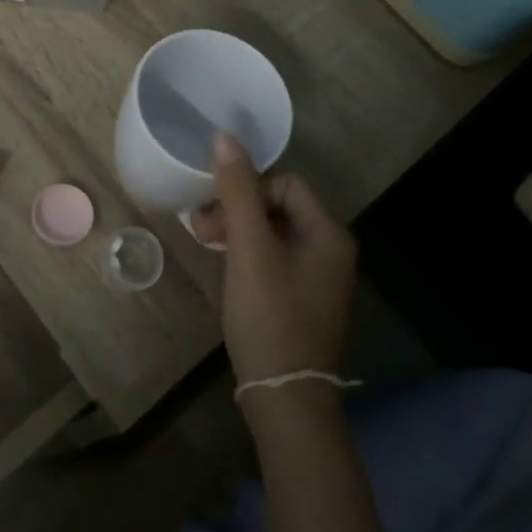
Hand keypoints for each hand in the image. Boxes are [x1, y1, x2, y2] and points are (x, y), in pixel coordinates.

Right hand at [192, 132, 356, 388]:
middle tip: (201, 230)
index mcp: (328, 233)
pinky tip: (225, 265)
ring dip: (237, 230)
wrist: (284, 395)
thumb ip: (238, 191)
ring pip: (272, 231)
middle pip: (278, 206)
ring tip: (205, 244)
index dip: (247, 190)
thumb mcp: (249, 249)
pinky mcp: (302, 297)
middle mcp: (331, 249)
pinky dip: (246, 253)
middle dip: (237, 210)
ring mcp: (318, 276)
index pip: (284, 183)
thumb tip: (225, 136)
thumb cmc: (269, 316)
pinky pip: (273, 256)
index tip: (214, 213)